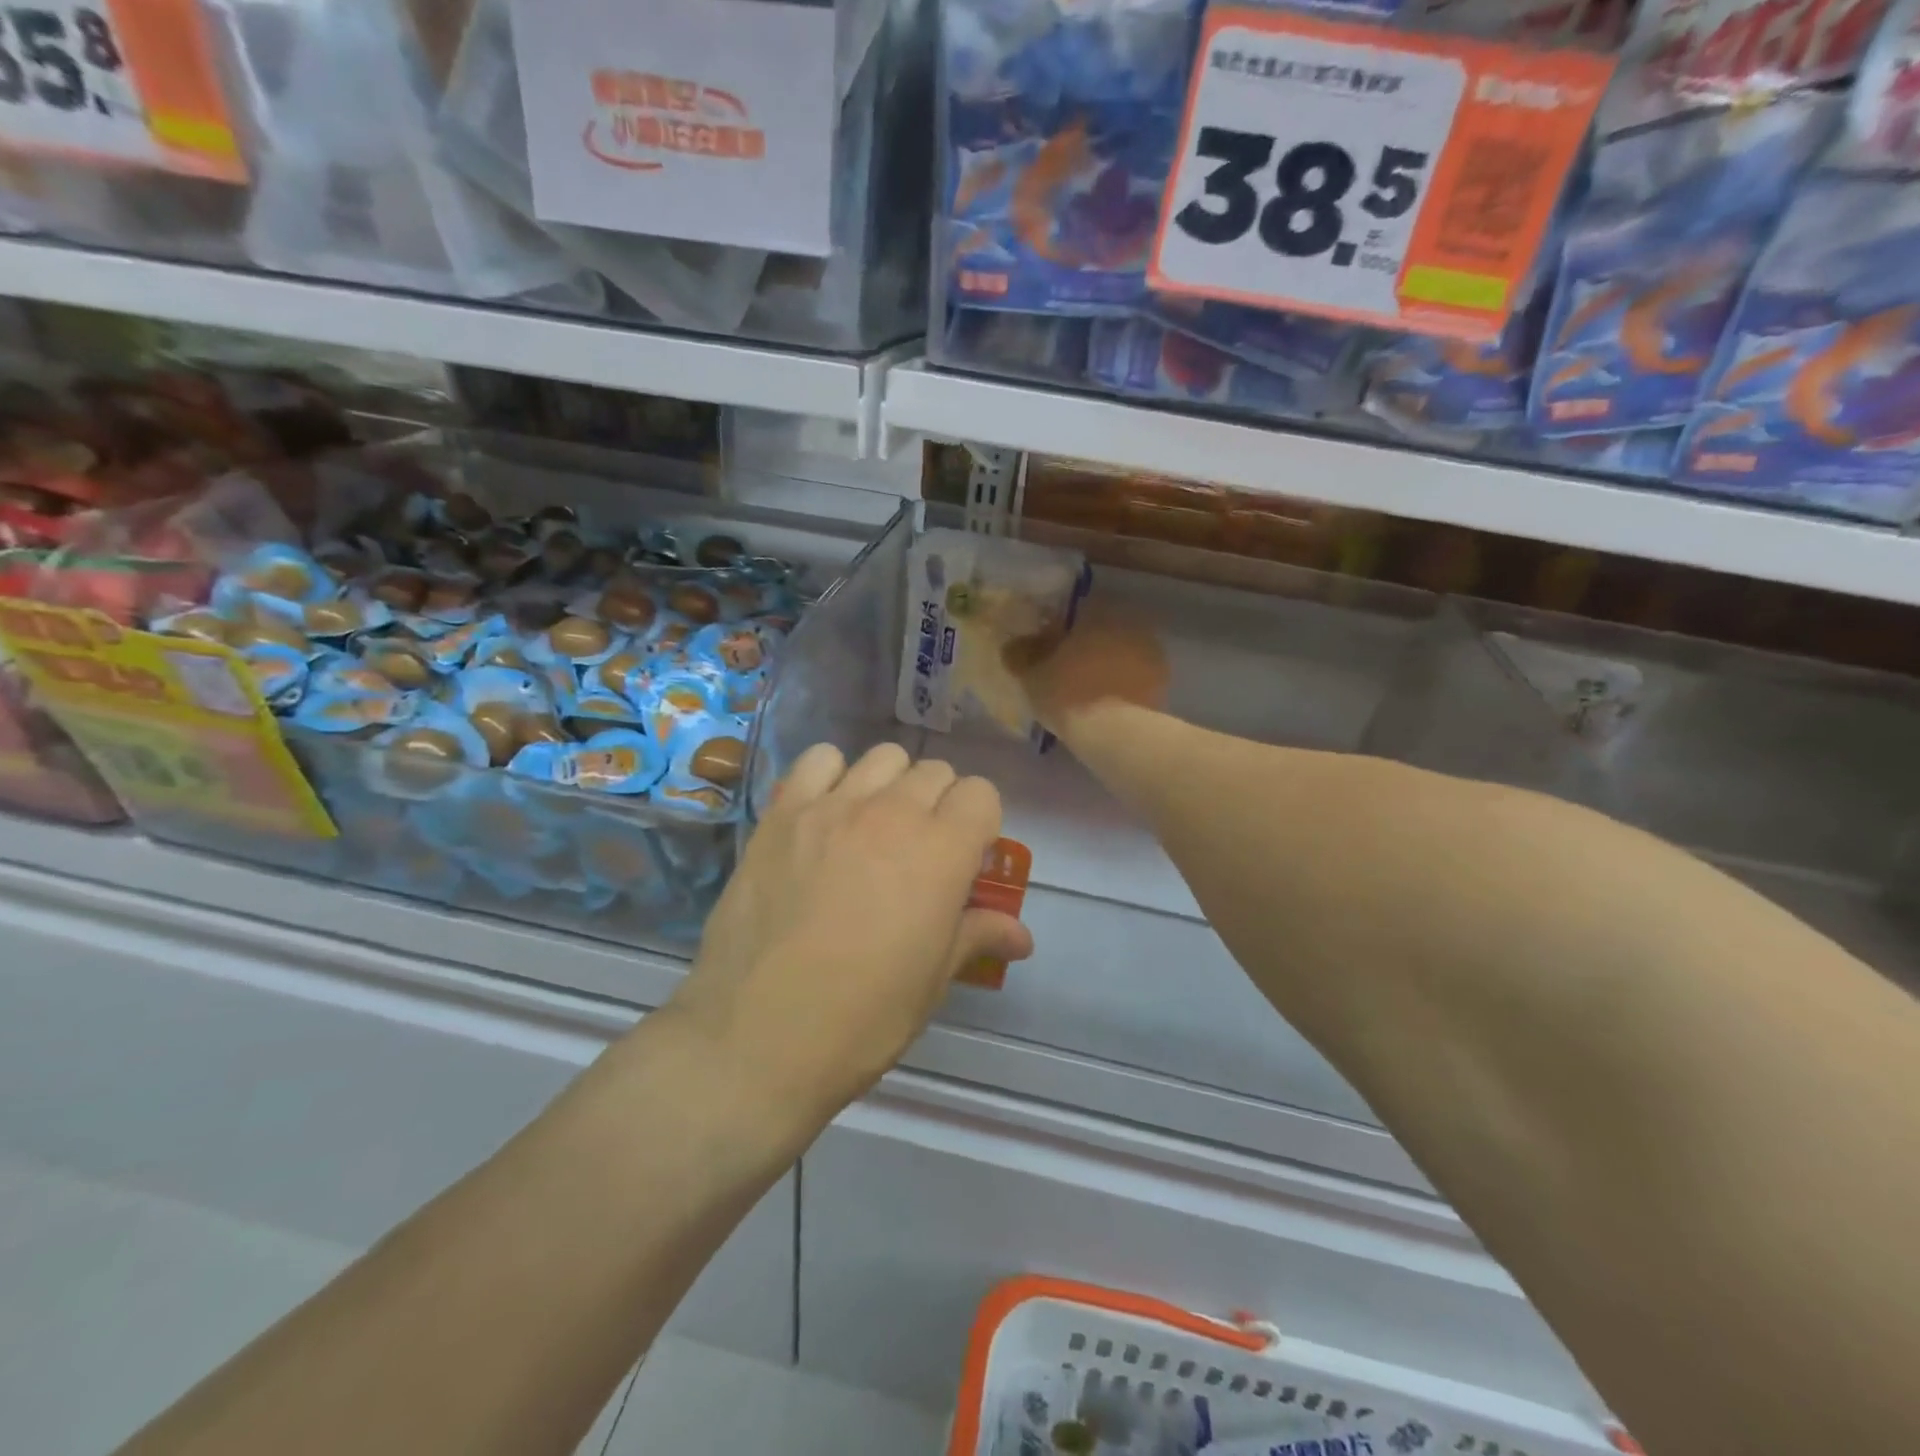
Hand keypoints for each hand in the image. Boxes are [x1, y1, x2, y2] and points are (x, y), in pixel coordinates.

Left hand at [669, 743, 1033, 1121]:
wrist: (757, 1037)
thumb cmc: (862, 1017)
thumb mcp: (932, 981)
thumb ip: (978, 936)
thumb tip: (1022, 935)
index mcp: (941, 852)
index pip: (981, 794)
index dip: (980, 824)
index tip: (966, 858)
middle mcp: (891, 813)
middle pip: (935, 771)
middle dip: (940, 803)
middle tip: (922, 850)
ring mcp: (832, 807)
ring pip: (882, 758)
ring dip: (892, 784)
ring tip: (875, 827)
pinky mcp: (782, 813)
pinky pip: (818, 761)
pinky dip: (832, 774)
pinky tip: (826, 813)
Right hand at [1004, 599, 1168, 738]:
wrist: (1114, 732)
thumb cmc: (1067, 694)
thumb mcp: (1032, 676)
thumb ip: (1021, 655)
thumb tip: (1012, 645)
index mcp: (1098, 612)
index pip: (1076, 609)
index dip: (1059, 627)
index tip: (1047, 646)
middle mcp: (1128, 623)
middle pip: (1102, 630)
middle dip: (1086, 646)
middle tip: (1066, 669)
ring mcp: (1151, 652)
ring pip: (1121, 652)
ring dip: (1106, 664)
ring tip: (1087, 690)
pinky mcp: (1162, 681)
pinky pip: (1134, 676)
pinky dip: (1122, 684)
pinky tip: (1106, 703)